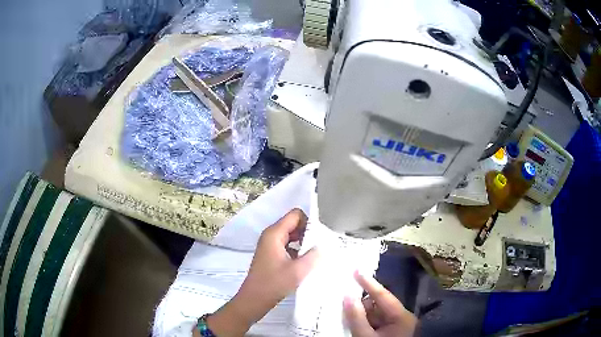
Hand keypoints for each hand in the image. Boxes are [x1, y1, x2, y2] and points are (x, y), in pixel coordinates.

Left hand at [203, 209, 318, 336]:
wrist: (255, 299)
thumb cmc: (274, 283)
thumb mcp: (298, 270)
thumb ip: (314, 255)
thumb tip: (325, 245)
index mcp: (274, 233)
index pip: (295, 215)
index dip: (310, 222)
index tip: (321, 236)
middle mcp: (271, 235)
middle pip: (294, 224)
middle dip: (308, 233)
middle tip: (321, 246)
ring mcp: (270, 245)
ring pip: (292, 235)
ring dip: (304, 242)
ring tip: (316, 255)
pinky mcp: (271, 254)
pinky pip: (287, 245)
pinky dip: (297, 250)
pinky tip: (305, 262)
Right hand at [344, 271, 417, 336]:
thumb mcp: (365, 336)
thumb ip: (357, 318)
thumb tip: (347, 295)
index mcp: (401, 316)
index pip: (383, 295)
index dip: (369, 282)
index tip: (356, 269)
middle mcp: (402, 317)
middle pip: (378, 305)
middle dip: (361, 303)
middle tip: (343, 298)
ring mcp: (397, 325)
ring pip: (375, 314)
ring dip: (361, 314)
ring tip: (344, 315)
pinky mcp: (391, 331)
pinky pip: (376, 322)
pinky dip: (364, 322)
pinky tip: (353, 324)